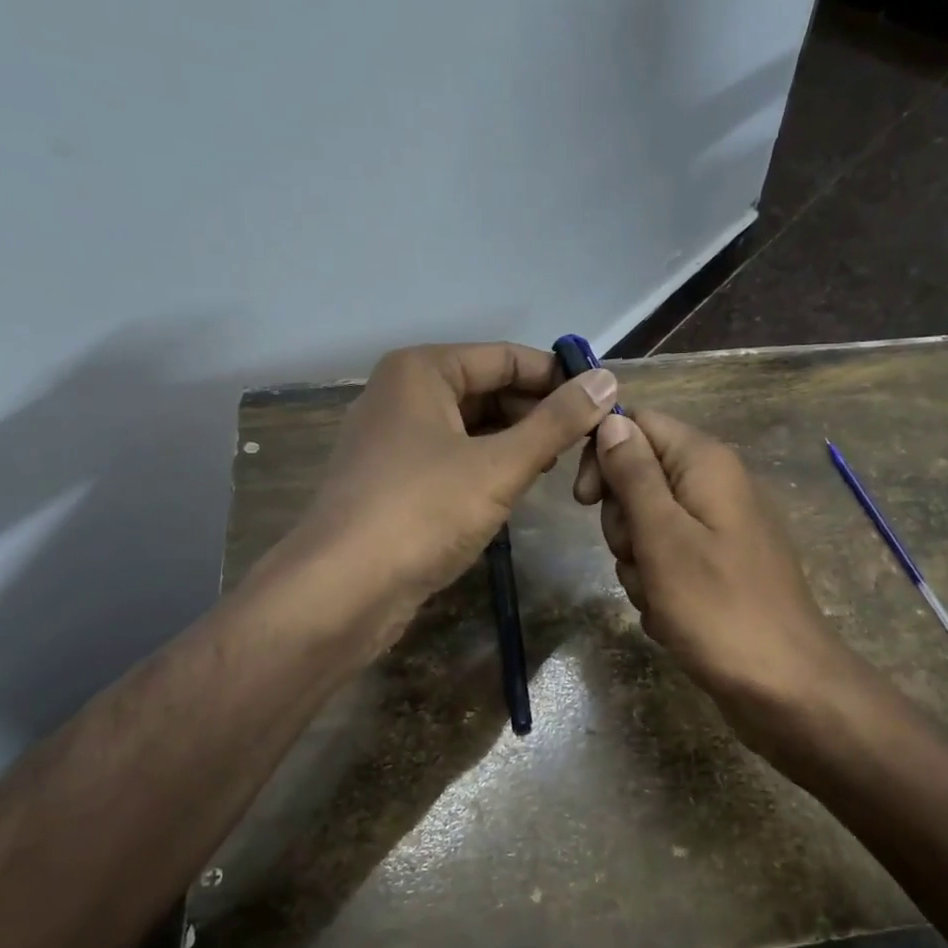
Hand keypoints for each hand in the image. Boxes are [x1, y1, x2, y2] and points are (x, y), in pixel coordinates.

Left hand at [302, 342, 618, 608]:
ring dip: (514, 442)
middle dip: (536, 413)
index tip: (603, 405)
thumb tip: (606, 381)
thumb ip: (557, 422)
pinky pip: (452, 456)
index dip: (557, 378)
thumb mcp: (500, 465)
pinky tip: (514, 489)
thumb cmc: (423, 512)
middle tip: (584, 445)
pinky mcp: (392, 479)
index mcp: (422, 370)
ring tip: (556, 468)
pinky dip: (486, 466)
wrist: (341, 590)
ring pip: (470, 426)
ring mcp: (393, 438)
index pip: (506, 357)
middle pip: (487, 388)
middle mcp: (402, 393)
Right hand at [572, 408, 844, 710]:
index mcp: (706, 463)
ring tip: (660, 598)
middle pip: (638, 479)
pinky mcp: (717, 568)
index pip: (637, 424)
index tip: (586, 502)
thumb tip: (611, 420)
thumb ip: (634, 475)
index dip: (603, 455)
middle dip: (624, 525)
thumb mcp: (663, 536)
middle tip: (641, 558)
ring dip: (638, 564)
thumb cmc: (718, 608)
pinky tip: (672, 617)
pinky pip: (667, 562)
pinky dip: (658, 588)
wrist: (784, 686)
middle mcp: (714, 486)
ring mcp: (718, 530)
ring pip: (646, 527)